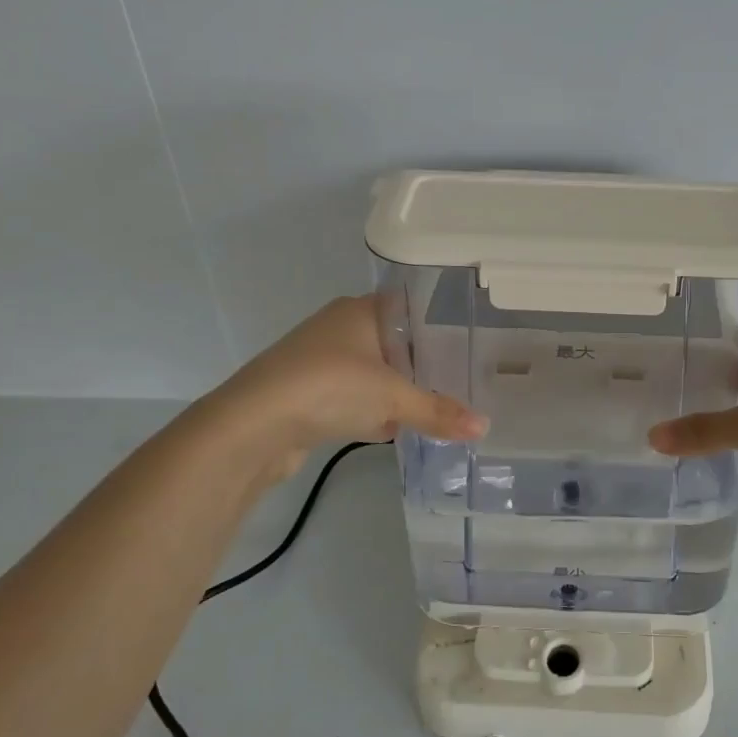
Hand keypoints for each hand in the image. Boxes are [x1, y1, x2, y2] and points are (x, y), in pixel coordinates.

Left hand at [201, 296, 486, 485]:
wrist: (252, 426)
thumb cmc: (330, 388)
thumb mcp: (393, 398)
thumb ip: (438, 411)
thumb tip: (484, 427)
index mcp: (360, 310)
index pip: (408, 306)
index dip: (437, 323)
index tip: (466, 343)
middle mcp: (338, 328)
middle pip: (392, 342)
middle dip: (420, 364)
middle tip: (459, 379)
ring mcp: (319, 361)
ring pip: (371, 372)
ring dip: (394, 391)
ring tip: (433, 406)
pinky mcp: (306, 393)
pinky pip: (351, 397)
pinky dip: (370, 411)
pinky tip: (393, 430)